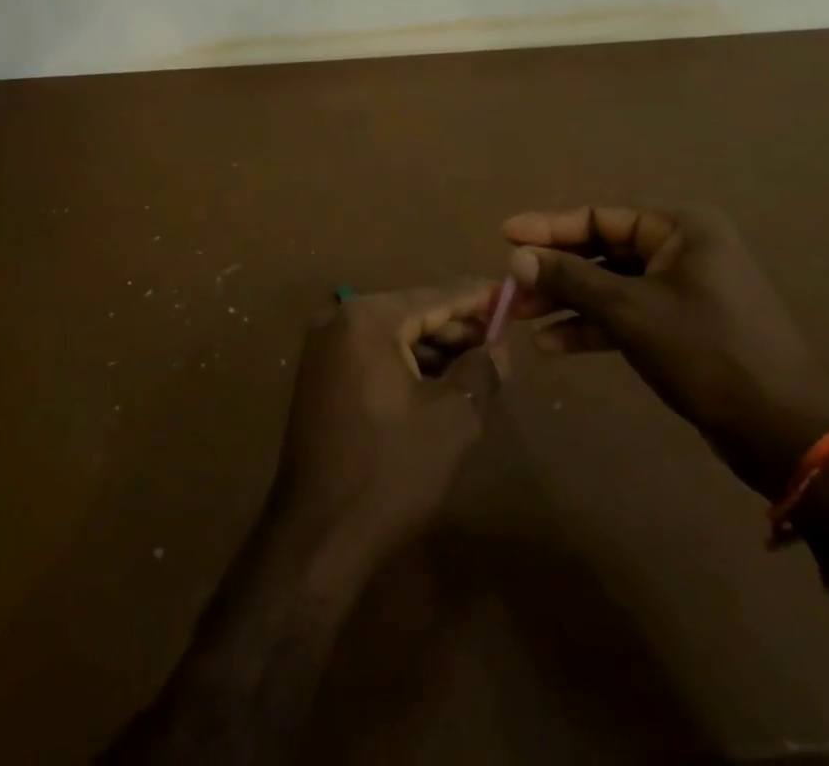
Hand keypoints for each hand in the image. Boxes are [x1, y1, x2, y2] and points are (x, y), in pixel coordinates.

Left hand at [272, 286, 504, 571]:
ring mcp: (323, 348)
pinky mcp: (318, 376)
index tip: (509, 295)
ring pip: (391, 334)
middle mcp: (338, 320)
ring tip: (477, 367)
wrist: (319, 533)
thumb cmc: (392, 470)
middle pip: (410, 312)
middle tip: (499, 341)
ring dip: (433, 348)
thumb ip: (480, 371)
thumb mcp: (453, 419)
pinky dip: (405, 364)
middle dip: (455, 327)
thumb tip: (496, 346)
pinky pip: (371, 355)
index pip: (434, 296)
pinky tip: (438, 384)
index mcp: (368, 318)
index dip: (475, 298)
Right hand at [505, 204, 828, 495]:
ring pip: (610, 287)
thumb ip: (571, 280)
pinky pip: (626, 316)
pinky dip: (592, 328)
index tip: (504, 235)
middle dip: (553, 272)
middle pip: (601, 252)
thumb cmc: (710, 354)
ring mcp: (684, 291)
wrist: (790, 436)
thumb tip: (516, 258)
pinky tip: (553, 344)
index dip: (548, 227)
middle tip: (506, 286)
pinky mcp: (683, 328)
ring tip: (519, 318)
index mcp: (681, 229)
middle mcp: (682, 250)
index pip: (598, 217)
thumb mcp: (632, 311)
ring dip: (566, 302)